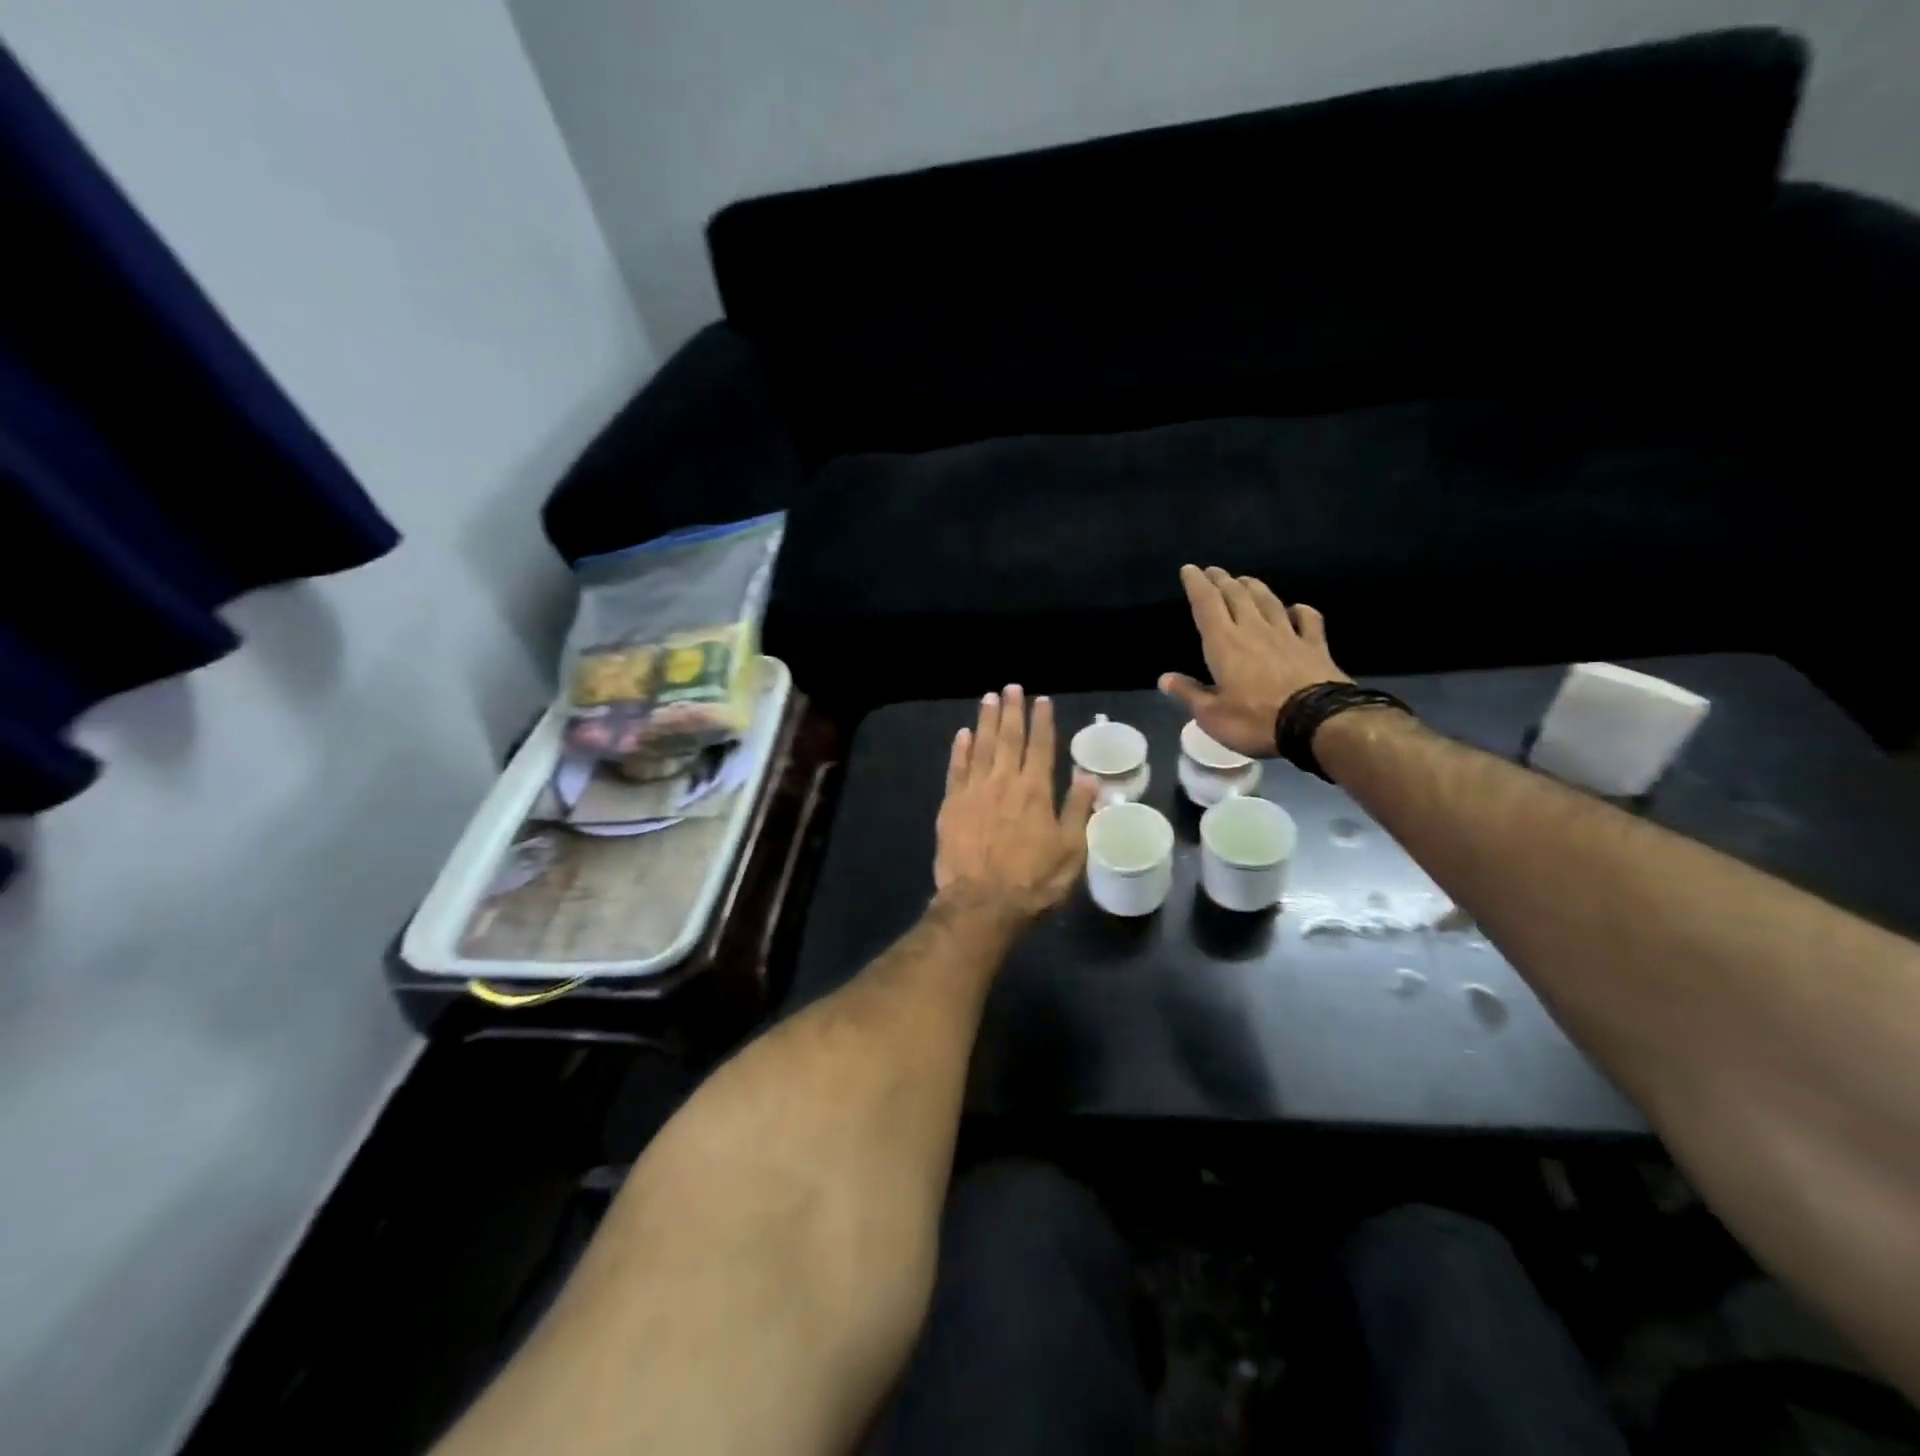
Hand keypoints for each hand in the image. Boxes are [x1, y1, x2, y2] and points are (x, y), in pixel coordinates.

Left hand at [935, 686, 1098, 922]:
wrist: (982, 903)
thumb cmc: (1034, 881)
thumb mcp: (1071, 851)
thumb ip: (1078, 811)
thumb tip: (1088, 777)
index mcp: (1036, 791)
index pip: (1041, 747)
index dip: (1042, 722)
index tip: (1042, 701)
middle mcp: (1004, 782)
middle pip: (1009, 738)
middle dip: (1012, 711)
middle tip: (1012, 688)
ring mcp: (974, 791)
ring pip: (981, 746)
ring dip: (986, 721)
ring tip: (989, 698)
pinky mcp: (951, 805)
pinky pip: (956, 769)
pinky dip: (960, 749)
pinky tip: (963, 734)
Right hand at [1159, 565, 1350, 757]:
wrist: (1318, 723)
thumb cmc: (1256, 720)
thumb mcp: (1212, 715)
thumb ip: (1189, 694)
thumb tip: (1164, 678)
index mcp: (1225, 643)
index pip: (1206, 605)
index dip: (1196, 585)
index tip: (1189, 569)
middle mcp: (1254, 630)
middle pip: (1236, 596)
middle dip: (1222, 580)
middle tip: (1214, 571)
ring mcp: (1288, 635)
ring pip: (1268, 601)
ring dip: (1254, 587)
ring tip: (1245, 579)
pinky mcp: (1315, 646)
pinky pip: (1308, 619)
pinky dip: (1300, 610)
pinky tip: (1296, 608)